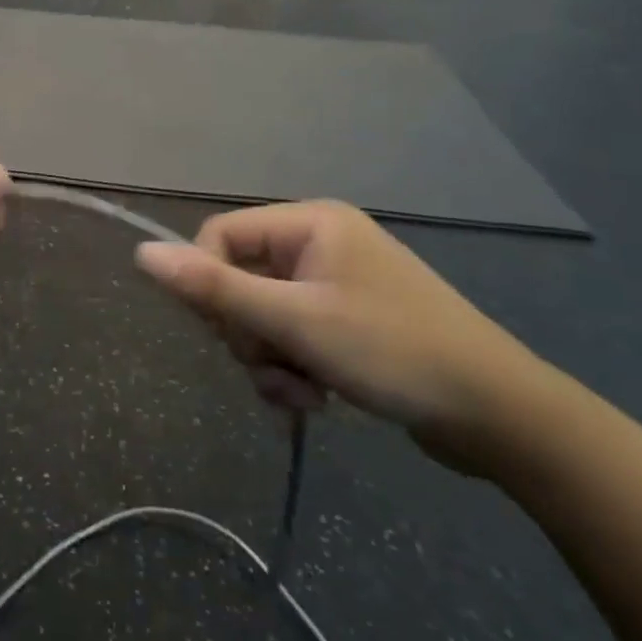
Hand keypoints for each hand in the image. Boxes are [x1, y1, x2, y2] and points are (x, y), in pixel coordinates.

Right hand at [135, 202, 544, 471]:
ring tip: (303, 395)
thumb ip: (215, 288)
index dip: (208, 284)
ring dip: (269, 359)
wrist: (500, 416)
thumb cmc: (392, 352)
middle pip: (239, 279)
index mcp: (309, 224)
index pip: (220, 237)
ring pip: (262, 314)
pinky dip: (292, 367)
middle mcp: (319, 243)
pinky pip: (291, 334)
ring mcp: (335, 282)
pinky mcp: (347, 319)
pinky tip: (316, 399)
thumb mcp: (295, 321)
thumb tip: (142, 254)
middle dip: (248, 333)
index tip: (224, 332)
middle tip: (276, 368)